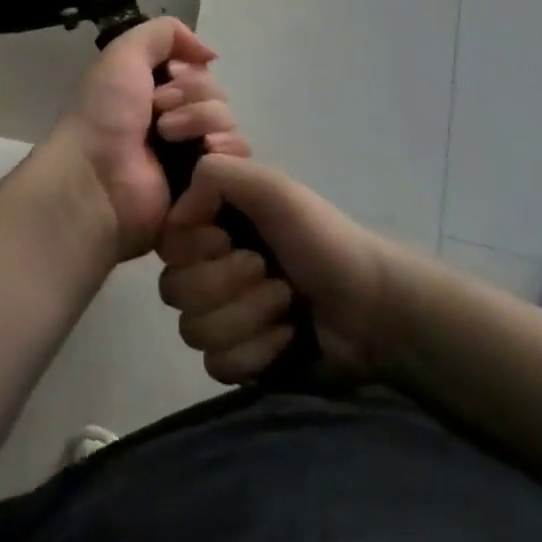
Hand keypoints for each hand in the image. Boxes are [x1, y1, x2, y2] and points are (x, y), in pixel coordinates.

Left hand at [47, 19, 251, 260]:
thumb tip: (210, 54)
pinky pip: (237, 158)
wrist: (96, 175)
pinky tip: (202, 155)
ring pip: (229, 123)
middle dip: (193, 96)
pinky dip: (224, 150)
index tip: (167, 77)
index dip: (189, 73)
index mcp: (158, 93)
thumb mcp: (125, 53)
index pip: (201, 73)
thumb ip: (165, 32)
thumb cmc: (105, 113)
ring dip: (202, 121)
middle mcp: (178, 121)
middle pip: (218, 95)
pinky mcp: (207, 186)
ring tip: (168, 138)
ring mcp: (193, 156)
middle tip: (159, 113)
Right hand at [159, 157, 395, 384]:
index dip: (194, 247)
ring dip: (246, 317)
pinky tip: (287, 338)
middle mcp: (212, 268)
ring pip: (193, 330)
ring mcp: (224, 317)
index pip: (167, 243)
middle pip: (173, 289)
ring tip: (286, 305)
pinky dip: (257, 351)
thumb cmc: (323, 240)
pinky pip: (217, 365)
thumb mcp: (273, 188)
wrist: (374, 310)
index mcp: (216, 225)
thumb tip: (176, 216)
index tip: (227, 238)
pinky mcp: (239, 360)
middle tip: (269, 272)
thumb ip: (216, 175)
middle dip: (226, 284)